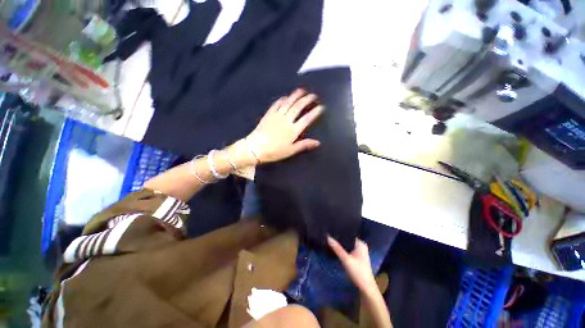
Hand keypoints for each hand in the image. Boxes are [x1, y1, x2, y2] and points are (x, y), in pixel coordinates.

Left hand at [246, 89, 323, 163]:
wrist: (255, 148)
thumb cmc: (274, 151)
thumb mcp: (290, 151)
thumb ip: (304, 145)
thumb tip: (318, 142)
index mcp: (293, 130)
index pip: (307, 118)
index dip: (315, 112)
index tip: (321, 107)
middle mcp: (287, 120)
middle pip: (299, 107)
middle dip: (307, 100)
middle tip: (313, 95)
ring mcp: (277, 115)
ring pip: (288, 102)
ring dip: (296, 95)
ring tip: (302, 90)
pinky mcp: (269, 114)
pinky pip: (276, 104)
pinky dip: (282, 99)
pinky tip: (285, 97)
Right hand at [328, 236, 377, 293]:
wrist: (366, 289)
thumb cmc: (358, 272)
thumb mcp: (346, 260)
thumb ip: (337, 248)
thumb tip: (327, 236)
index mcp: (360, 244)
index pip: (348, 234)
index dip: (340, 232)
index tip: (330, 230)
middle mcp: (360, 246)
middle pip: (347, 239)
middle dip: (339, 238)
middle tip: (328, 234)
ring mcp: (359, 252)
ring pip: (347, 245)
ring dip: (340, 244)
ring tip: (330, 239)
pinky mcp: (356, 258)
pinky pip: (348, 250)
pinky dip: (342, 249)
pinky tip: (335, 248)